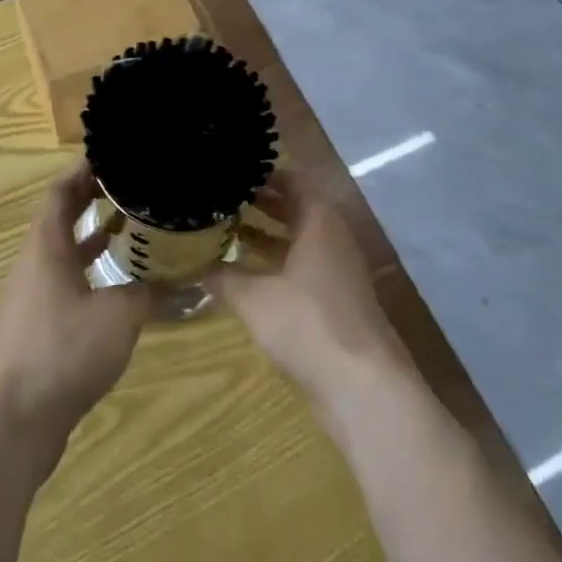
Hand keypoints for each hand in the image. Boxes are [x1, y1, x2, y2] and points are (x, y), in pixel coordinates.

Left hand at [0, 163, 154, 453]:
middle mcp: (32, 263)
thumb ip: (147, 290)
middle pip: (58, 217)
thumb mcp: (119, 315)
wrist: (16, 421)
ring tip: (126, 224)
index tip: (110, 156)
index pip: (59, 191)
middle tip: (125, 184)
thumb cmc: (64, 352)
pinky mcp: (33, 324)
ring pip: (60, 250)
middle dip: (89, 197)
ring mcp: (29, 295)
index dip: (82, 170)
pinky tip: (113, 281)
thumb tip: (176, 278)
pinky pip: (61, 279)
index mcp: (45, 247)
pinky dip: (86, 268)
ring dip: (89, 234)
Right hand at [211, 171, 413, 416]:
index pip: (292, 181)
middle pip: (296, 210)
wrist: (363, 388)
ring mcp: (338, 272)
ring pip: (299, 242)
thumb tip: (198, 267)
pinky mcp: (337, 303)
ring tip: (228, 233)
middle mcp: (333, 238)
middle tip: (224, 200)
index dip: (264, 176)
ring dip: (267, 237)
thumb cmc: (308, 324)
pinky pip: (304, 270)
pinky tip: (248, 277)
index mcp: (319, 221)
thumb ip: (225, 277)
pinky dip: (278, 266)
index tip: (233, 173)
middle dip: (262, 205)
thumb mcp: (254, 298)